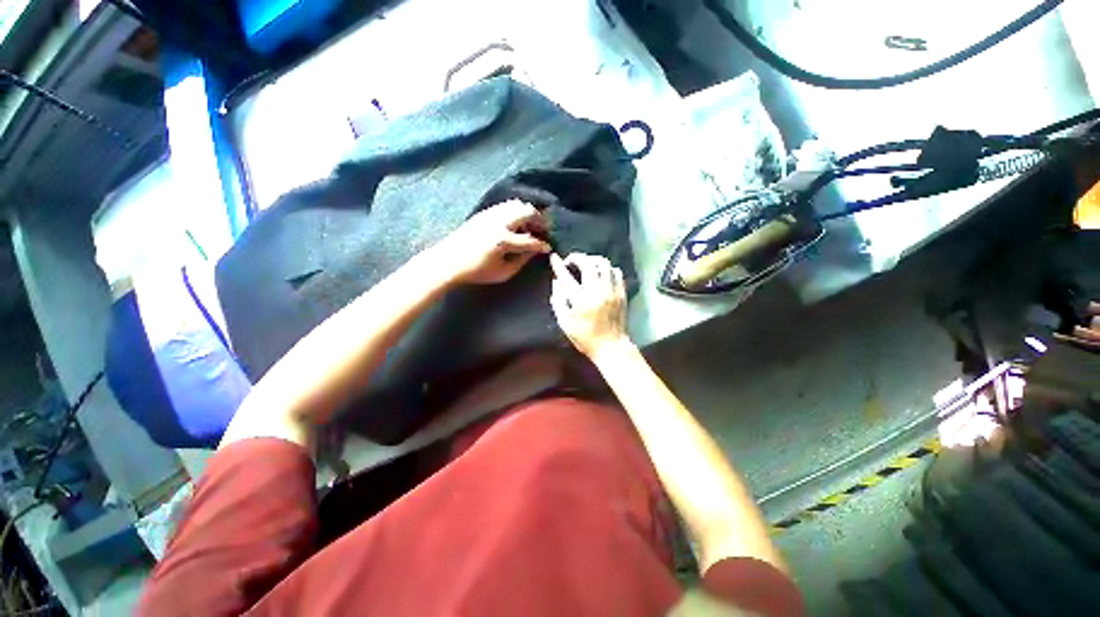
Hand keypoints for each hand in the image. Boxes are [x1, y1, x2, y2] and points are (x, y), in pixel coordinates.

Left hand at [439, 200, 551, 284]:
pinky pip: (506, 206)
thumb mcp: (503, 273)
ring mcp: (491, 214)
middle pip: (527, 212)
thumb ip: (521, 261)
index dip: (542, 245)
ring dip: (528, 214)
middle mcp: (499, 223)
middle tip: (543, 230)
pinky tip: (516, 222)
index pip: (531, 240)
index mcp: (503, 240)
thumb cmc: (476, 271)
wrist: (448, 261)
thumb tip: (533, 252)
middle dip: (540, 221)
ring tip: (530, 226)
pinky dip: (515, 211)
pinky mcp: (484, 213)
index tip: (548, 248)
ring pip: (517, 205)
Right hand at [549, 252, 629, 358]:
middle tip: (570, 262)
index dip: (558, 265)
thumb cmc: (585, 338)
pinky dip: (606, 268)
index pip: (567, 277)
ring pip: (604, 263)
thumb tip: (556, 282)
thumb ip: (558, 301)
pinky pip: (616, 271)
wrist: (611, 347)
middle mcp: (597, 292)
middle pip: (588, 263)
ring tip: (585, 265)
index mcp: (581, 302)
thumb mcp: (565, 324)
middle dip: (576, 257)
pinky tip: (601, 274)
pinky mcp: (621, 292)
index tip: (553, 257)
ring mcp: (612, 291)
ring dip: (592, 260)